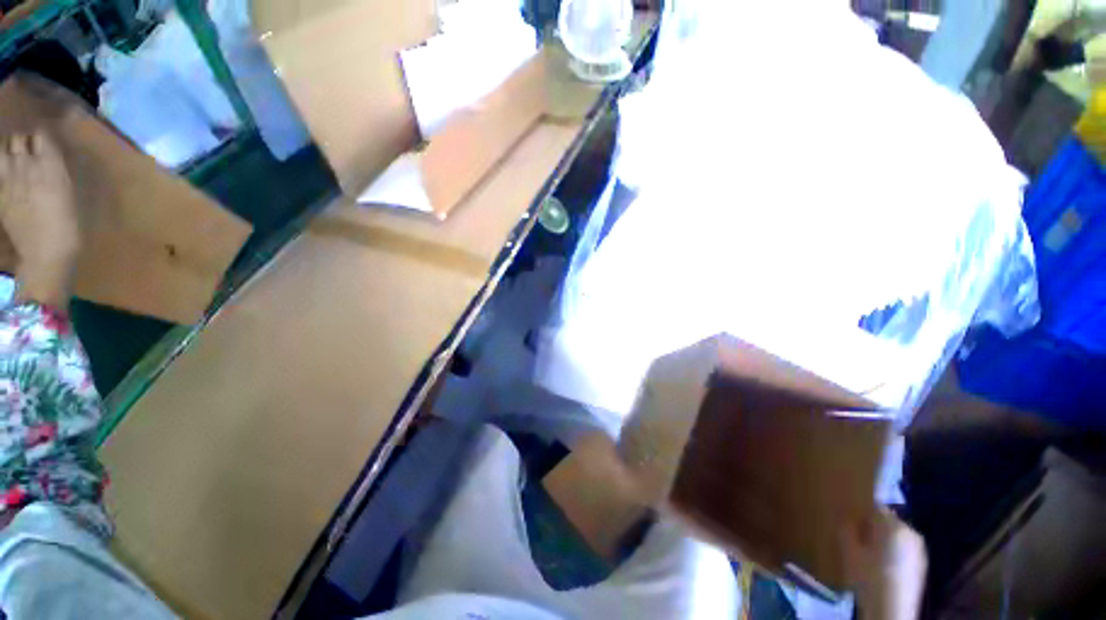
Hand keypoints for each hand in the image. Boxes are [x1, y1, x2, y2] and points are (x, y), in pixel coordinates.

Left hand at [0, 131, 79, 310]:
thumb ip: (61, 173)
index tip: (47, 145)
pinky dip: (1, 171)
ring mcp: (8, 179)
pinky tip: (5, 177)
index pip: (42, 135)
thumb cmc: (69, 226)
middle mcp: (27, 164)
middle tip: (29, 152)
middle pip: (18, 140)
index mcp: (49, 163)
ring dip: (8, 154)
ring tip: (14, 161)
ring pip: (3, 152)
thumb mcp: (75, 197)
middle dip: (23, 143)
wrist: (45, 254)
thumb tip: (54, 160)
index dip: (44, 138)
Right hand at [841, 508, 927, 619]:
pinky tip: (882, 567)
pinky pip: (903, 548)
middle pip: (886, 521)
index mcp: (893, 525)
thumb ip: (846, 529)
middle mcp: (910, 531)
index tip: (848, 524)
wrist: (892, 611)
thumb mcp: (848, 551)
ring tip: (868, 555)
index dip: (859, 514)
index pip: (873, 508)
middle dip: (872, 528)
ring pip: (895, 536)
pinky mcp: (922, 563)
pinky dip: (893, 552)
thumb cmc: (868, 577)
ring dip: (882, 540)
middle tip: (856, 540)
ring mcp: (920, 548)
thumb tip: (847, 519)